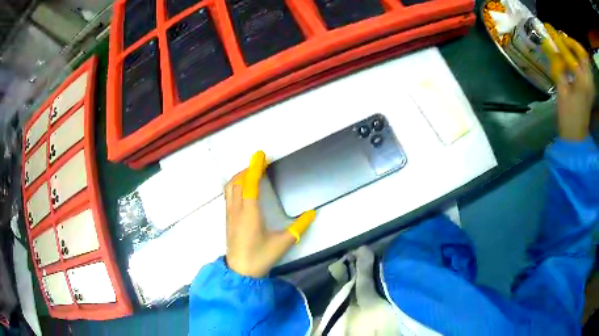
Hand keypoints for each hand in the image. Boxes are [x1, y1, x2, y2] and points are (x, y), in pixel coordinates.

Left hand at [224, 151, 315, 277]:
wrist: (240, 272)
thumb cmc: (261, 257)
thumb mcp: (283, 242)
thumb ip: (299, 227)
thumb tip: (313, 213)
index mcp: (250, 213)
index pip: (250, 184)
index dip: (255, 167)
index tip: (260, 155)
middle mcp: (237, 210)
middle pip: (238, 181)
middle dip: (248, 169)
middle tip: (261, 163)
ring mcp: (230, 214)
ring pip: (230, 187)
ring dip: (240, 176)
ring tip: (252, 172)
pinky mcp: (227, 219)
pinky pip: (228, 195)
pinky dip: (235, 185)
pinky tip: (244, 187)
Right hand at [544, 24, 595, 140]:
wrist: (577, 136)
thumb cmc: (568, 116)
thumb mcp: (561, 89)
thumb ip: (557, 64)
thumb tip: (548, 43)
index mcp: (581, 80)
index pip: (568, 51)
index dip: (557, 38)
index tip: (548, 27)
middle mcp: (588, 79)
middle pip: (579, 52)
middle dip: (570, 42)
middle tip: (560, 36)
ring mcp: (590, 83)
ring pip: (582, 58)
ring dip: (574, 49)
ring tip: (565, 43)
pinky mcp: (590, 86)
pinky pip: (584, 65)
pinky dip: (578, 58)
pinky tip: (572, 56)